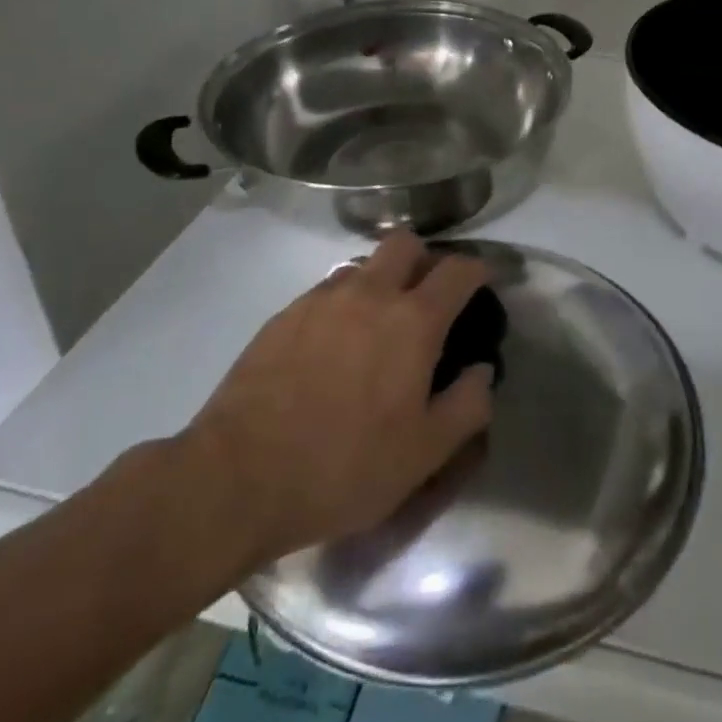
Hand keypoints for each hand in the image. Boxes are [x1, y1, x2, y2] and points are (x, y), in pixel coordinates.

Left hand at [177, 232, 494, 578]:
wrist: (238, 477)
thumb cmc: (344, 467)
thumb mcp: (423, 453)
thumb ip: (467, 406)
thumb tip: (480, 372)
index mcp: (412, 321)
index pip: (458, 270)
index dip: (478, 269)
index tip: (483, 281)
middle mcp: (370, 294)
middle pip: (405, 243)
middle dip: (424, 259)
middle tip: (426, 296)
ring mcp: (322, 299)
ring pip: (363, 265)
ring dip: (380, 280)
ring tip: (375, 324)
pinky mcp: (284, 315)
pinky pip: (326, 291)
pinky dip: (342, 304)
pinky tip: (332, 346)